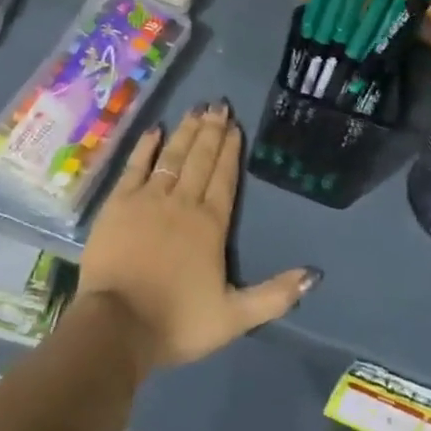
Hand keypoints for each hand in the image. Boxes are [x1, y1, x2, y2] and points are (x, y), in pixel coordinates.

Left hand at [80, 102, 318, 370]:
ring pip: (172, 156)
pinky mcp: (118, 202)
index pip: (224, 178)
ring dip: (186, 131)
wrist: (116, 324)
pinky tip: (155, 129)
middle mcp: (182, 202)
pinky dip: (146, 146)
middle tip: (219, 105)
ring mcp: (148, 198)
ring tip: (196, 109)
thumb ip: (274, 296)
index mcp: (210, 225)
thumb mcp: (234, 317)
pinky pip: (135, 165)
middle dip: (211, 131)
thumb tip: (313, 275)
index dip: (230, 151)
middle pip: (200, 159)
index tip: (235, 126)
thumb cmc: (176, 322)